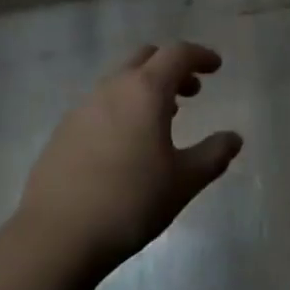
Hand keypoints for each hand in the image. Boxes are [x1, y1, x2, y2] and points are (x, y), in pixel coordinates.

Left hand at [17, 43, 242, 270]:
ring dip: (146, 88)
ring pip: (121, 80)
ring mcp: (83, 106)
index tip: (216, 67)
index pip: (177, 54)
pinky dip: (123, 107)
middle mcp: (113, 87)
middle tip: (191, 92)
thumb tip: (234, 138)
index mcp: (145, 90)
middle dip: (172, 67)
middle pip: (146, 58)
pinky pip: (101, 103)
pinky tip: (127, 143)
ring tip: (164, 118)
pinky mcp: (64, 130)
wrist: (56, 236)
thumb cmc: (130, 202)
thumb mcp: (183, 182)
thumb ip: (213, 155)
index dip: (200, 55)